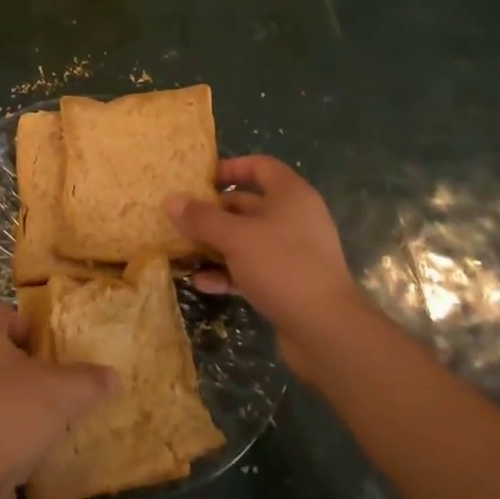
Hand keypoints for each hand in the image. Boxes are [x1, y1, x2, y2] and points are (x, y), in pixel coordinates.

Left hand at [0, 305, 117, 498]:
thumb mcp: (61, 393)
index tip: (58, 353)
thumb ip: (89, 380)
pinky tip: (27, 449)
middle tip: (58, 385)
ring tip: (48, 420)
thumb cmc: (9, 416)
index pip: (7, 315)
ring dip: (16, 400)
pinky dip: (3, 429)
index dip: (34, 330)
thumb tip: (113, 377)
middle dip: (28, 367)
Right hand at [168, 155, 356, 374]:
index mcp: (290, 196)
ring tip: (183, 251)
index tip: (200, 179)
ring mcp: (292, 253)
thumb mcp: (235, 237)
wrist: (328, 332)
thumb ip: (202, 218)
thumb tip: (172, 201)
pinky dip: (227, 272)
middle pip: (248, 205)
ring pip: (246, 240)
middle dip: (213, 212)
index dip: (231, 168)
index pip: (260, 166)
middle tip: (181, 219)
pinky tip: (202, 283)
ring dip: (216, 245)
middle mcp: (294, 219)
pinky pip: (251, 269)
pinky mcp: (287, 284)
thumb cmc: (282, 267)